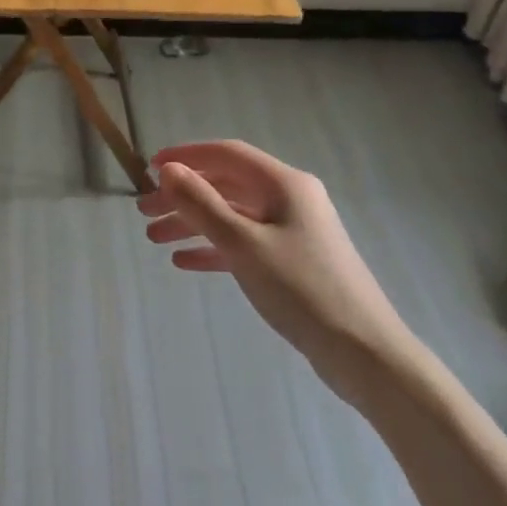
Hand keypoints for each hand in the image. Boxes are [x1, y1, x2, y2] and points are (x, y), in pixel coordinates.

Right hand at [137, 141, 417, 393]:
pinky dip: (214, 248)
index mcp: (284, 184)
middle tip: (144, 212)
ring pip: (232, 216)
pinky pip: (244, 244)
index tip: (148, 168)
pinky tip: (184, 261)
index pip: (227, 154)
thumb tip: (168, 170)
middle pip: (226, 185)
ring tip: (154, 239)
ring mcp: (293, 231)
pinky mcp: (292, 262)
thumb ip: (202, 204)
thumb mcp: (244, 244)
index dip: (186, 156)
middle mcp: (289, 199)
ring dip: (193, 223)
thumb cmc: (301, 289)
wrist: (363, 351)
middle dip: (183, 196)